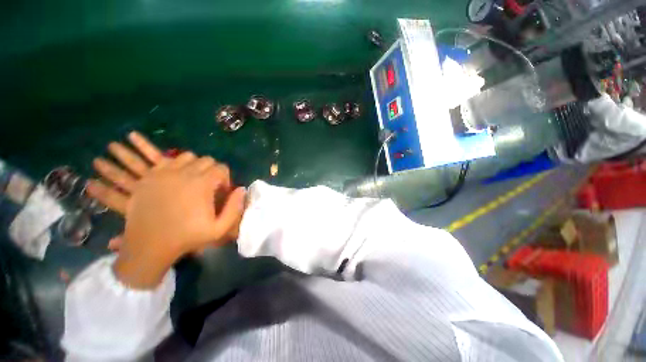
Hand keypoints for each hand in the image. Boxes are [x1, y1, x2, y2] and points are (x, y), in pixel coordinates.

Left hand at [114, 154, 245, 288]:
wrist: (149, 245)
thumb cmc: (186, 237)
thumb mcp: (219, 229)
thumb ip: (234, 208)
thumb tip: (241, 189)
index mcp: (202, 184)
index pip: (222, 168)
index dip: (225, 179)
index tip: (220, 192)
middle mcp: (184, 173)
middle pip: (206, 160)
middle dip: (212, 171)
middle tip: (208, 186)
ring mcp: (164, 172)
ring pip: (187, 157)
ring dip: (194, 166)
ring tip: (192, 181)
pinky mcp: (149, 176)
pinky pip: (167, 160)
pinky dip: (175, 166)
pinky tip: (175, 180)